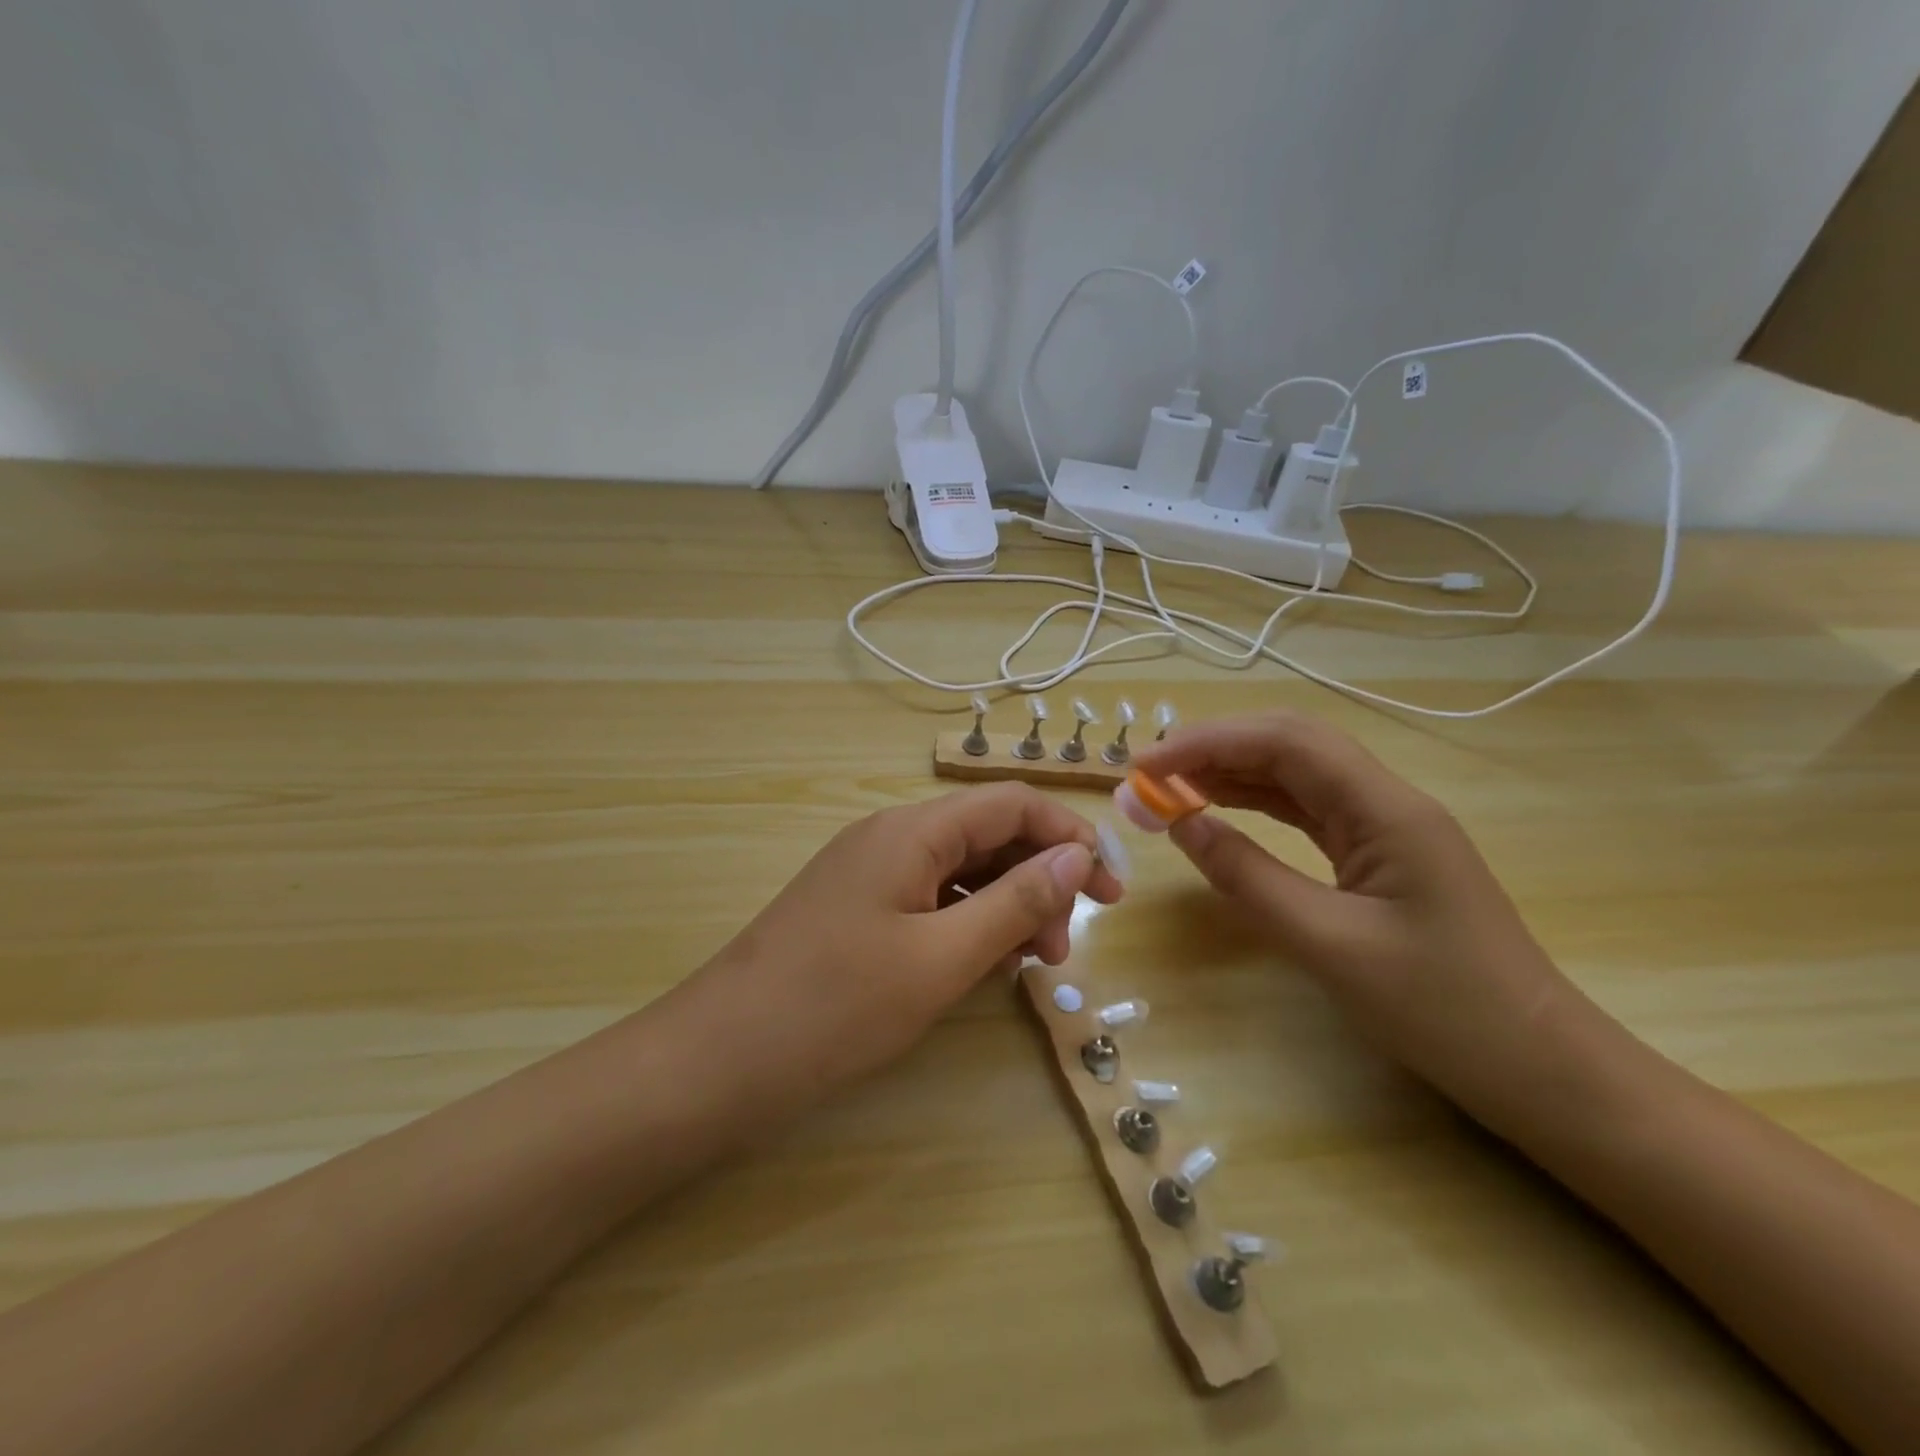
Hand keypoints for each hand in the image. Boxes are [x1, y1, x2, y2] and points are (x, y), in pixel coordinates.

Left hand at [682, 783, 1124, 1104]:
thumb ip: (1016, 902)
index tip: (1109, 894)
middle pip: (987, 835)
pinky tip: (979, 966)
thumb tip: (1077, 856)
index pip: (1012, 805)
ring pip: (959, 870)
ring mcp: (868, 872)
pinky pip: (929, 898)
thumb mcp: (941, 957)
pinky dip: (966, 924)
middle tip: (1064, 950)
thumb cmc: (836, 1006)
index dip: (1069, 838)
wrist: (717, 1059)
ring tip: (1028, 965)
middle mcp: (891, 836)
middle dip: (1039, 880)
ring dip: (1005, 906)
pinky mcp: (855, 908)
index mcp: (912, 830)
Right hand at [1135, 712, 1616, 1129]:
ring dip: (1231, 772)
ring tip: (1169, 788)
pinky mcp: (1378, 853)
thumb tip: (1179, 824)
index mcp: (1385, 809)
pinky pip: (1306, 809)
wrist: (1538, 1067)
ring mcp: (1384, 825)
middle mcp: (1386, 800)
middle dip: (1214, 747)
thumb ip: (1247, 877)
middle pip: (1289, 743)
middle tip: (1150, 774)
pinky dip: (1255, 803)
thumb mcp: (1327, 944)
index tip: (1145, 766)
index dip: (1207, 742)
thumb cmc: (1441, 1009)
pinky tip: (1219, 810)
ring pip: (1296, 773)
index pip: (1284, 742)